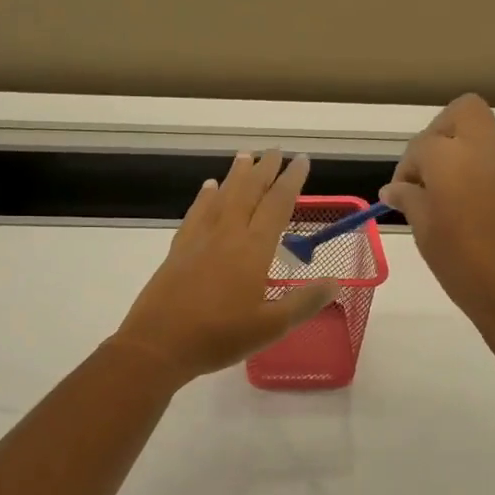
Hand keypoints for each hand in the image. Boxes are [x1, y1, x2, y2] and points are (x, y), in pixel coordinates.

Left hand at [113, 151, 337, 382]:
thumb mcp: (272, 327)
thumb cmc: (220, 337)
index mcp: (253, 249)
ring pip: (222, 197)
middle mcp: (227, 234)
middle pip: (248, 192)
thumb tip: (336, 282)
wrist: (159, 344)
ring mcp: (200, 239)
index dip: (291, 181)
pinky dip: (205, 197)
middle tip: (274, 150)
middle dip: (264, 169)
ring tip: (245, 156)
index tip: (302, 160)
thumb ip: (305, 302)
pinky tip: (209, 188)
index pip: (277, 205)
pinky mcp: (179, 249)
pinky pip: (196, 213)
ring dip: (236, 175)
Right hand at [381, 95, 494, 338]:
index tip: (403, 195)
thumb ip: (410, 201)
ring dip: (471, 159)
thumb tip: (395, 189)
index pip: (422, 144)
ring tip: (461, 203)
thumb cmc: (467, 269)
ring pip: (491, 142)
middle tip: (433, 171)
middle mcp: (490, 151)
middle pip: (464, 112)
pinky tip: (491, 222)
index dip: (407, 168)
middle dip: (443, 133)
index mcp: (453, 160)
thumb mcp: (426, 235)